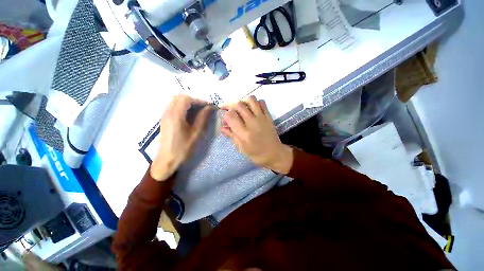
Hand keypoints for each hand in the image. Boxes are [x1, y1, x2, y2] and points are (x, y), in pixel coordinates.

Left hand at [150, 94, 211, 180]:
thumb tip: (209, 108)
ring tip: (197, 110)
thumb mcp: (196, 133)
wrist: (167, 159)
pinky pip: (173, 106)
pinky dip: (182, 106)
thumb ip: (202, 118)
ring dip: (187, 102)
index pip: (186, 99)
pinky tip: (189, 114)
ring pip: (175, 100)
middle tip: (203, 107)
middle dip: (193, 100)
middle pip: (179, 97)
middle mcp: (168, 112)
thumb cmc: (183, 148)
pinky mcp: (164, 119)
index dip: (198, 100)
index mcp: (176, 116)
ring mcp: (164, 115)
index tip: (208, 106)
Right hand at [221, 96, 292, 173]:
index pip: (231, 116)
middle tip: (227, 109)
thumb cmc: (256, 154)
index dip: (225, 115)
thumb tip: (222, 127)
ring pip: (251, 100)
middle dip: (230, 105)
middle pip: (238, 105)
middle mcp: (252, 123)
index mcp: (244, 134)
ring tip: (239, 106)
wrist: (275, 154)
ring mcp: (262, 118)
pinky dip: (255, 102)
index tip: (225, 119)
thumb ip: (232, 136)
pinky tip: (252, 108)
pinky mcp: (268, 116)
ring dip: (242, 100)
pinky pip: (262, 103)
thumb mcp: (241, 148)